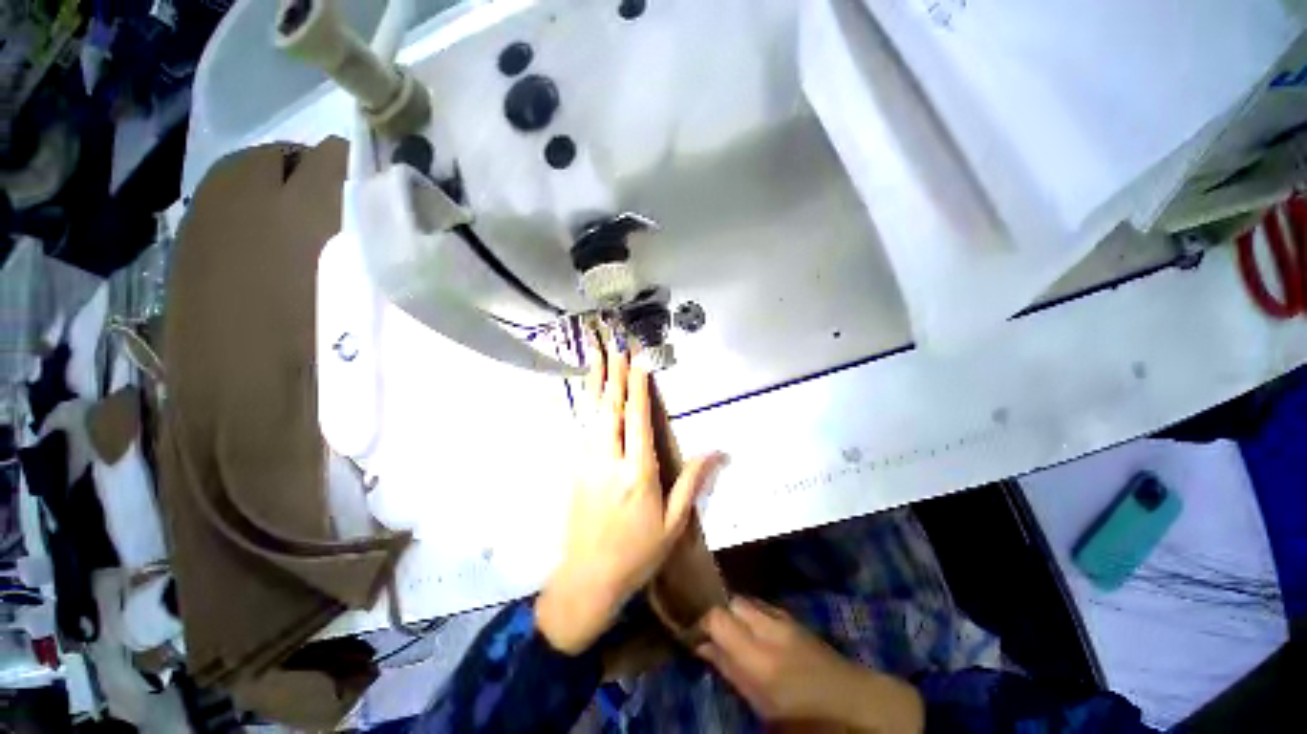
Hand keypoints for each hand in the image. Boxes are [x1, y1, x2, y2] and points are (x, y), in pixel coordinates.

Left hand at [536, 336, 724, 654]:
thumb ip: (693, 483)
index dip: (638, 386)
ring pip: (591, 412)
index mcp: (637, 473)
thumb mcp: (673, 524)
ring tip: (596, 354)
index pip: (637, 418)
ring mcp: (586, 462)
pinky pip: (582, 427)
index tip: (638, 359)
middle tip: (615, 344)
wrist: (586, 580)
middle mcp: (609, 460)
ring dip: (595, 381)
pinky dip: (585, 403)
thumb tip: (718, 452)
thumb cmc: (636, 554)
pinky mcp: (575, 468)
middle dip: (614, 373)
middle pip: (610, 407)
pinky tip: (587, 390)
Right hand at [698, 598, 923, 732]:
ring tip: (726, 629)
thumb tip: (701, 645)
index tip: (689, 630)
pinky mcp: (791, 616)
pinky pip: (760, 605)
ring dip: (731, 610)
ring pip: (745, 599)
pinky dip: (748, 612)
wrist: (856, 702)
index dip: (699, 620)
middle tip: (707, 630)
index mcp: (759, 656)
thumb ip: (730, 669)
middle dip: (715, 611)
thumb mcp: (762, 704)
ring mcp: (782, 617)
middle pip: (729, 600)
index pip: (716, 617)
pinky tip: (748, 629)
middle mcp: (768, 626)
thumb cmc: (806, 716)